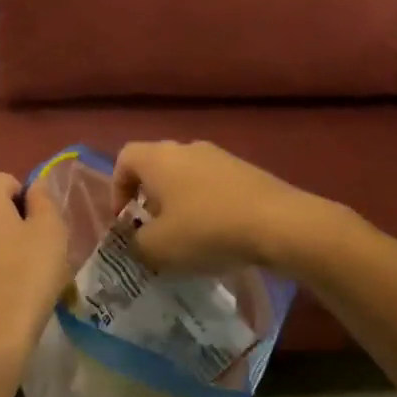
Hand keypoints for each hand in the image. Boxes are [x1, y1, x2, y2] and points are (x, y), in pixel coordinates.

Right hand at [112, 141, 331, 271]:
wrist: (279, 223)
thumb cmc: (207, 230)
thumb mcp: (159, 248)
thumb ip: (136, 244)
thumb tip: (137, 241)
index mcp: (158, 158)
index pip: (124, 160)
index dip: (117, 189)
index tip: (125, 221)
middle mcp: (186, 148)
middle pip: (156, 167)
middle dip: (150, 200)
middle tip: (154, 233)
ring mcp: (220, 157)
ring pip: (187, 177)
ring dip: (180, 204)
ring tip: (188, 239)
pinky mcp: (246, 171)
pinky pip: (214, 186)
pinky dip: (208, 207)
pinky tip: (219, 236)